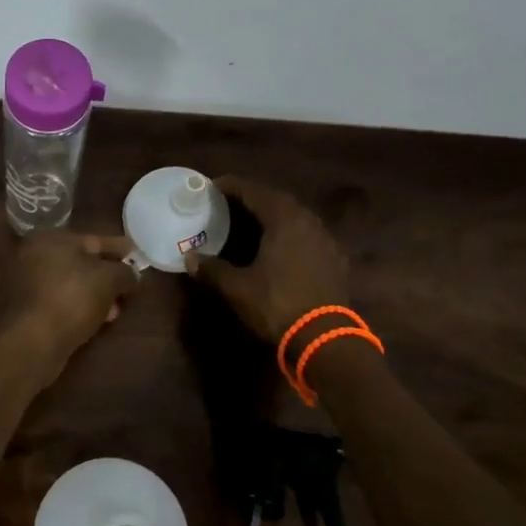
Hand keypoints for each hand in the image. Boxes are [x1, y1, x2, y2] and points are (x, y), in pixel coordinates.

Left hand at [0, 231, 138, 370]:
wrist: (33, 341)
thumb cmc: (72, 298)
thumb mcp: (109, 280)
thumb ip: (125, 272)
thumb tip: (131, 274)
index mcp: (49, 237)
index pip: (94, 240)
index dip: (120, 249)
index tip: (138, 257)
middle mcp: (32, 254)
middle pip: (80, 262)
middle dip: (107, 276)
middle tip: (128, 287)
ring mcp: (24, 282)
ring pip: (70, 284)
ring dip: (94, 295)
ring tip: (115, 310)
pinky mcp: (24, 308)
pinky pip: (59, 301)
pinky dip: (78, 306)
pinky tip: (96, 320)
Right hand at [184, 177, 347, 341]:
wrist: (325, 339)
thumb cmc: (277, 304)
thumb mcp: (237, 288)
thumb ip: (212, 269)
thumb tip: (190, 258)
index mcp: (284, 220)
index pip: (254, 191)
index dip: (232, 186)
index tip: (212, 186)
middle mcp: (308, 221)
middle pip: (277, 199)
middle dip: (253, 197)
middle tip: (229, 202)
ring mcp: (325, 240)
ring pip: (295, 216)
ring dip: (273, 214)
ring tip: (252, 221)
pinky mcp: (335, 259)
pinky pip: (308, 234)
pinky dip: (289, 233)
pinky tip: (279, 246)